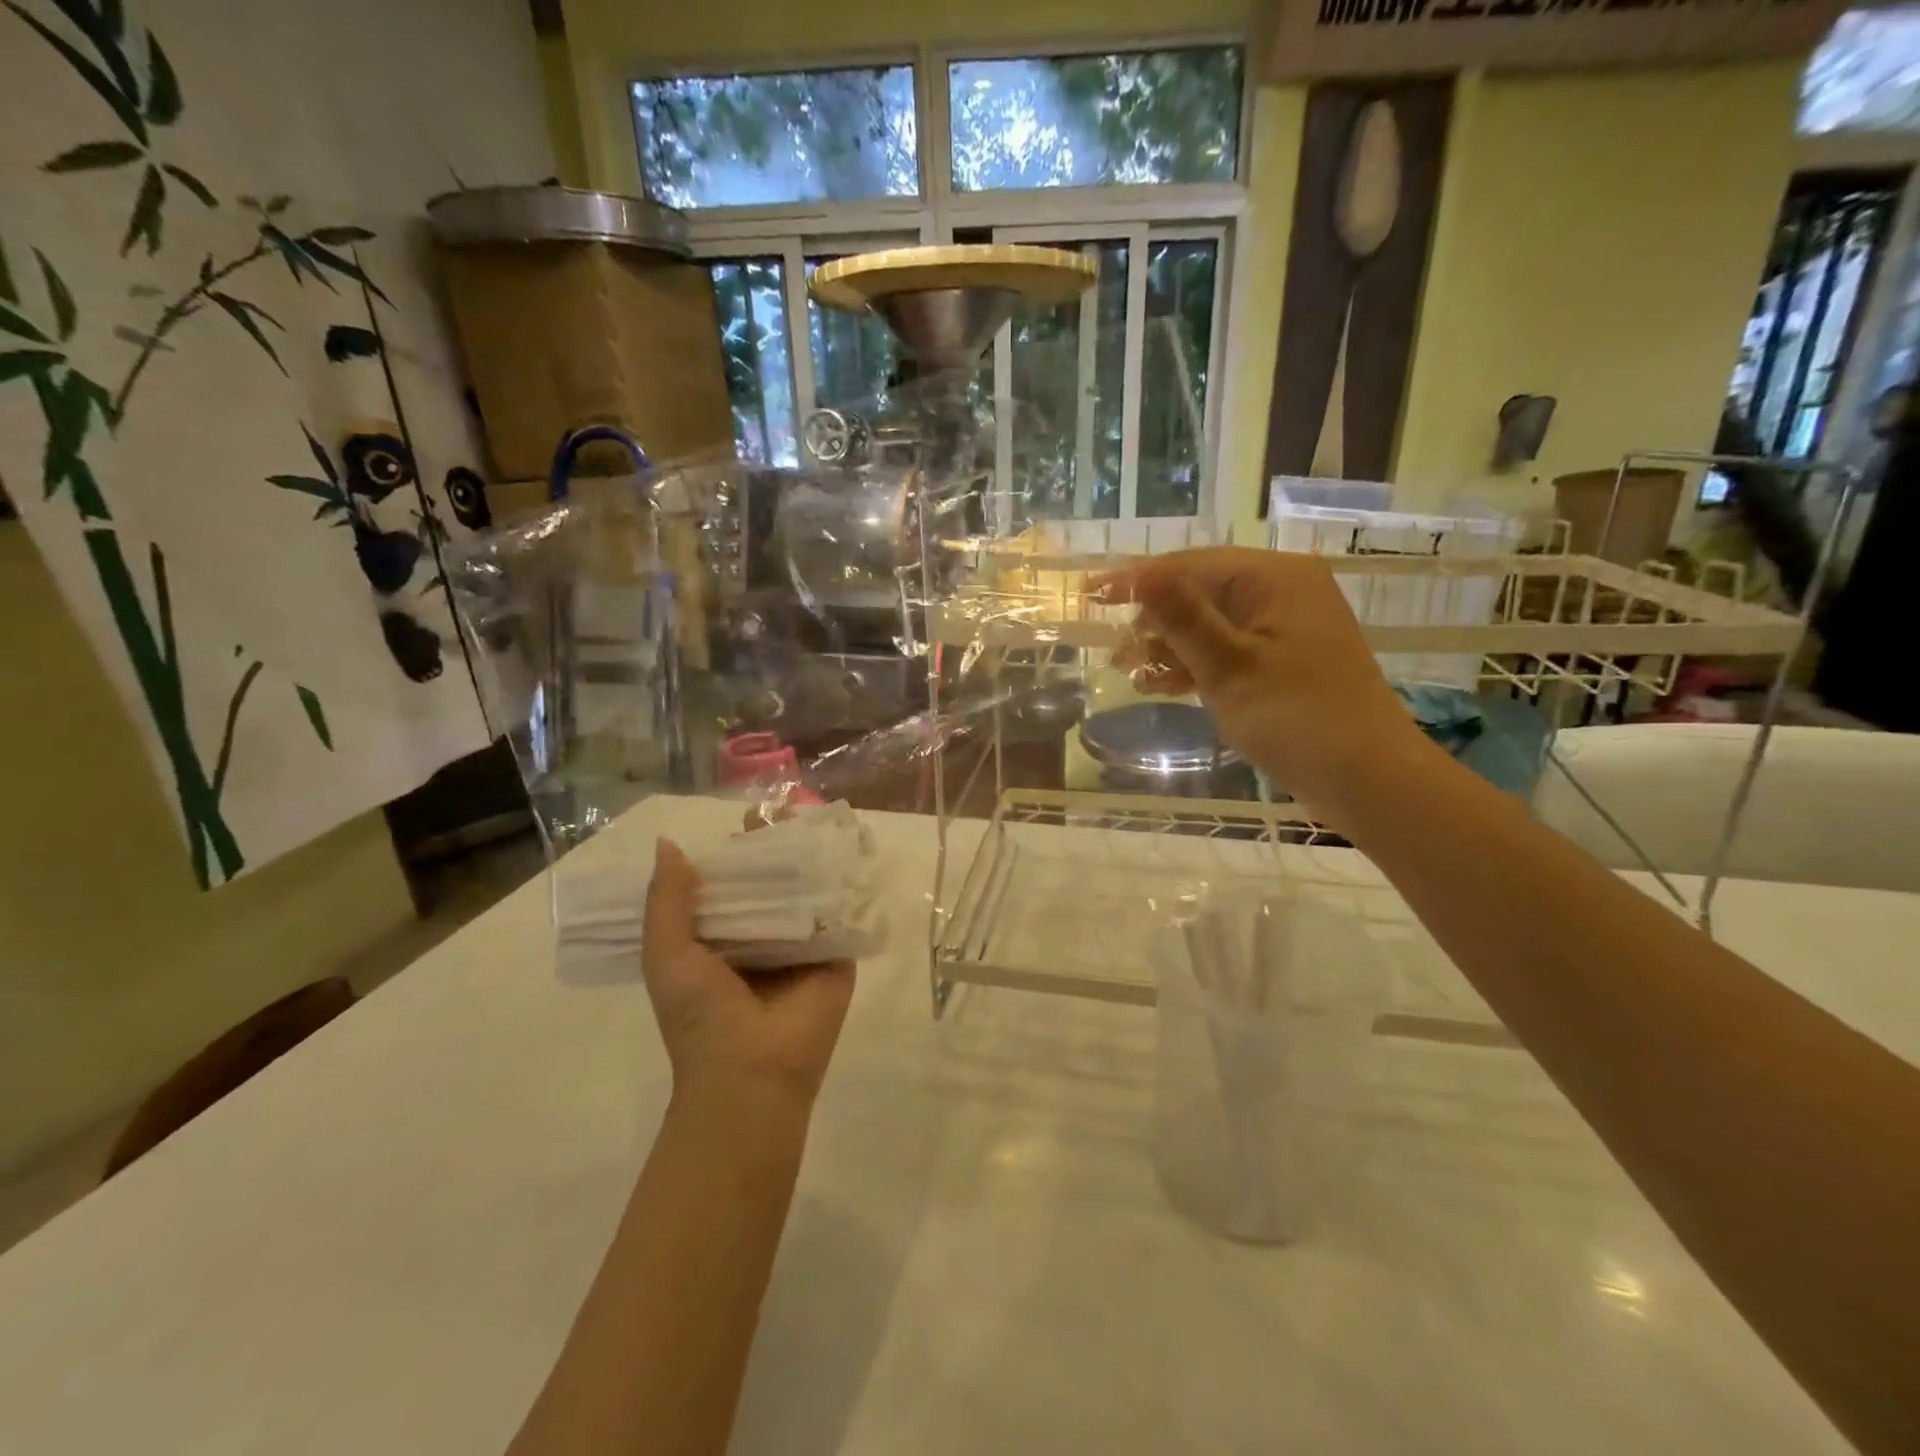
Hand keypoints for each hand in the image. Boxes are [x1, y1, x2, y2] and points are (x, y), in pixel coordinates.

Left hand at [642, 840, 854, 1109]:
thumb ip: (667, 900)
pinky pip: (839, 912)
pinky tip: (850, 848)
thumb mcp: (666, 954)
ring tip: (820, 816)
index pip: (732, 885)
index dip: (737, 852)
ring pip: (808, 892)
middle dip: (778, 848)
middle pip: (772, 882)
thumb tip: (668, 843)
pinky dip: (843, 884)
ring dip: (813, 859)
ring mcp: (802, 946)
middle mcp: (763, 937)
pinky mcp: (836, 954)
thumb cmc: (700, 1015)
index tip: (748, 817)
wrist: (752, 1073)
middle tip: (787, 807)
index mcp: (721, 939)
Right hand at [1096, 547, 1424, 825]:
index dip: (1137, 579)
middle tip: (1116, 652)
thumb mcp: (1229, 665)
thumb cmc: (1297, 717)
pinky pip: (1227, 649)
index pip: (1191, 565)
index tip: (1090, 595)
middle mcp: (1281, 591)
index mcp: (1274, 578)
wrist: (1367, 778)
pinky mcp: (1282, 660)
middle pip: (1199, 590)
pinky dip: (1194, 664)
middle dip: (1153, 619)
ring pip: (1209, 623)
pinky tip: (1160, 685)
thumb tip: (1138, 574)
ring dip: (1168, 645)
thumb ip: (1181, 617)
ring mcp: (1284, 627)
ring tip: (1130, 672)